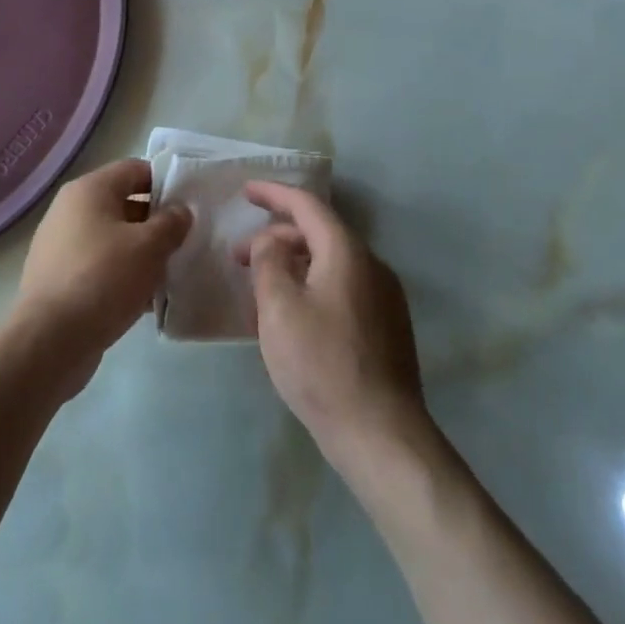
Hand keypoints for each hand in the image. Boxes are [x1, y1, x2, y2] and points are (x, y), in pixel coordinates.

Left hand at [9, 159, 189, 393]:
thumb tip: (180, 212)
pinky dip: (122, 276)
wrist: (50, 341)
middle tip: (184, 240)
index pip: (135, 169)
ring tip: (169, 271)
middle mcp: (70, 210)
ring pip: (113, 239)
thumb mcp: (150, 246)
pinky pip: (99, 266)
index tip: (189, 204)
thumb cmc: (103, 278)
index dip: (165, 182)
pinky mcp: (58, 279)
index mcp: (89, 190)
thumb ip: (171, 223)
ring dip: (141, 252)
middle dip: (155, 221)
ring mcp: (60, 246)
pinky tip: (145, 299)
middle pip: (124, 204)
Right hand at [236, 183, 425, 465]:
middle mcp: (371, 265)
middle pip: (319, 234)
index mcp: (346, 252)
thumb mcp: (279, 308)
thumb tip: (272, 240)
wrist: (380, 432)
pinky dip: (311, 286)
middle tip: (239, 257)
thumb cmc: (321, 364)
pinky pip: (341, 288)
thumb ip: (269, 262)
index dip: (274, 194)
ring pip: (330, 263)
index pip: (308, 205)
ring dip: (293, 265)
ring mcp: (383, 296)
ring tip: (259, 288)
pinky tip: (291, 316)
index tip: (246, 191)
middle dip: (277, 237)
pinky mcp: (385, 326)